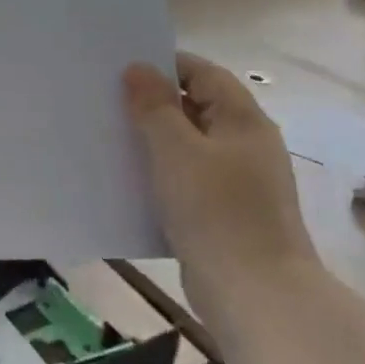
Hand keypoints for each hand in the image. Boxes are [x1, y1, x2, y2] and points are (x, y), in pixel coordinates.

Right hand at [122, 51, 317, 280]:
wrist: (256, 297)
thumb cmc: (217, 212)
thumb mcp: (176, 151)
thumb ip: (155, 107)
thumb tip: (138, 68)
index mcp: (243, 121)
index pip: (204, 74)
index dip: (165, 66)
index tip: (123, 70)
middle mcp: (246, 145)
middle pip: (197, 108)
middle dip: (155, 104)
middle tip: (108, 102)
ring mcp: (240, 183)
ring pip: (190, 147)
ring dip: (156, 142)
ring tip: (112, 139)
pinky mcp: (227, 215)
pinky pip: (190, 181)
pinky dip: (163, 176)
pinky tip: (132, 184)